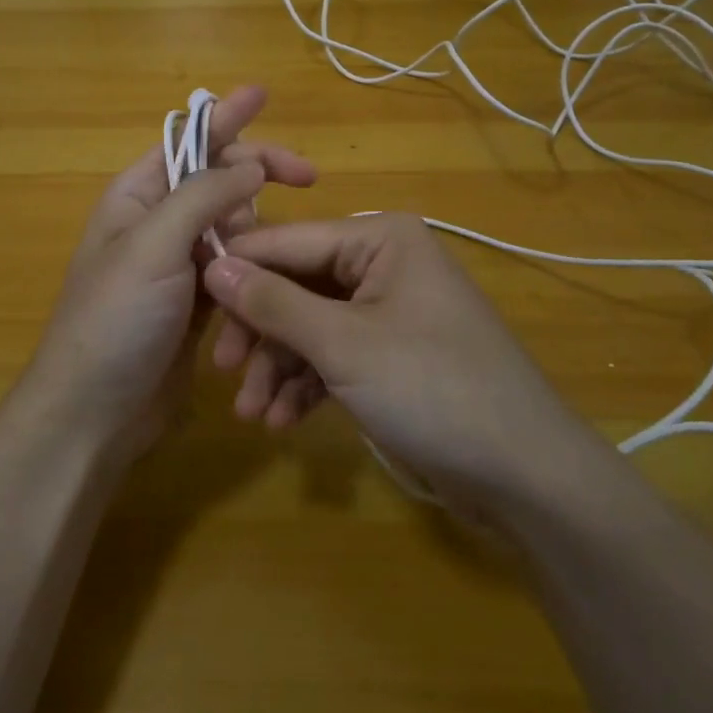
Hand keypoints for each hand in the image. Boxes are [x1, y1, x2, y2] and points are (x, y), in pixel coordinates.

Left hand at [20, 86, 315, 461]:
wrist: (93, 413)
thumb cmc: (114, 320)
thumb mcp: (153, 247)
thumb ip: (202, 197)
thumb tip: (251, 166)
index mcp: (138, 196)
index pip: (188, 140)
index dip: (227, 115)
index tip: (265, 94)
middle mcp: (159, 222)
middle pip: (219, 179)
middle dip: (259, 174)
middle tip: (308, 178)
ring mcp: (179, 263)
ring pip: (235, 225)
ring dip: (259, 229)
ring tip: (277, 250)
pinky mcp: (199, 301)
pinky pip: (238, 267)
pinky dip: (256, 266)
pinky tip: (274, 279)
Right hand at [203, 213, 595, 511]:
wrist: (524, 474)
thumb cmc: (433, 389)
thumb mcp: (344, 345)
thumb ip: (275, 303)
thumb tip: (213, 264)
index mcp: (380, 238)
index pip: (288, 241)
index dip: (237, 270)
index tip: (188, 301)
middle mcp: (383, 263)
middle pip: (297, 286)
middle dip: (261, 333)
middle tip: (225, 372)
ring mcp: (388, 311)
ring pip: (311, 326)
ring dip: (279, 367)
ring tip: (253, 414)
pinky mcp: (391, 355)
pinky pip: (335, 355)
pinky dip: (308, 384)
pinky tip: (284, 420)